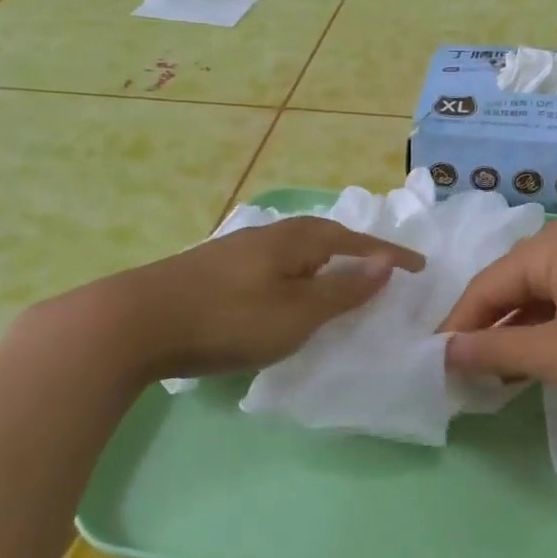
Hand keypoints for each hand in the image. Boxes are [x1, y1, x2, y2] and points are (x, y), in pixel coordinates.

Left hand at [50, 217, 424, 386]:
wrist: (136, 322)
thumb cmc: (229, 319)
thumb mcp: (298, 312)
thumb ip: (343, 289)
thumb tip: (384, 263)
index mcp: (295, 240)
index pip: (354, 241)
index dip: (388, 254)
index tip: (419, 266)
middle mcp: (268, 236)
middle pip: (323, 236)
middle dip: (354, 249)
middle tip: (378, 268)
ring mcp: (237, 250)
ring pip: (294, 250)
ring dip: (323, 262)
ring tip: (337, 281)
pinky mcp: (214, 270)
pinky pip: (273, 265)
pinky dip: (295, 275)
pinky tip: (285, 293)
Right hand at [439, 219, 556, 421]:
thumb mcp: (555, 356)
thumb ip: (494, 350)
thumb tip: (444, 351)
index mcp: (553, 245)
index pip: (486, 286)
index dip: (457, 327)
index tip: (432, 364)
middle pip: (510, 287)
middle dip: (485, 330)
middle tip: (460, 372)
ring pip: (537, 298)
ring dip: (514, 336)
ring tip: (490, 376)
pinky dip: (544, 334)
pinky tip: (532, 365)